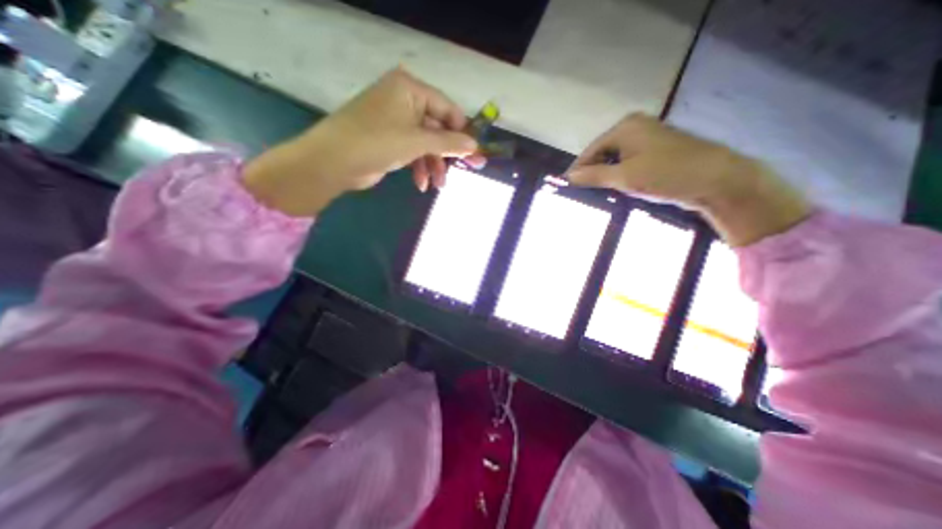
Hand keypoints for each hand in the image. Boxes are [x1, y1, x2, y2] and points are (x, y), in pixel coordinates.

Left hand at [245, 68, 478, 216]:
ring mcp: (395, 121)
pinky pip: (413, 152)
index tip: (474, 154)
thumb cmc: (377, 142)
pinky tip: (421, 184)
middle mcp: (404, 101)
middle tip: (463, 172)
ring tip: (438, 185)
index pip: (447, 109)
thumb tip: (475, 145)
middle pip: (437, 128)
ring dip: (433, 165)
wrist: (333, 162)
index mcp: (410, 89)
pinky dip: (419, 168)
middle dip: (447, 154)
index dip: (462, 132)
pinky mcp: (389, 140)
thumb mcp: (418, 141)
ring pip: (426, 144)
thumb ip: (448, 142)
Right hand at [566, 114, 810, 245]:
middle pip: (602, 152)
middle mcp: (634, 126)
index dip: (577, 169)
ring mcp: (646, 137)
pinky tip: (618, 187)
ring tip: (599, 193)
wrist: (716, 179)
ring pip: (615, 158)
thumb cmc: (666, 174)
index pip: (590, 150)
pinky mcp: (656, 149)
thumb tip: (569, 177)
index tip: (567, 188)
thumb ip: (593, 175)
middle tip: (583, 193)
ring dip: (606, 175)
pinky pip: (628, 161)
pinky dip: (620, 174)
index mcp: (625, 127)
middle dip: (592, 172)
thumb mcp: (624, 177)